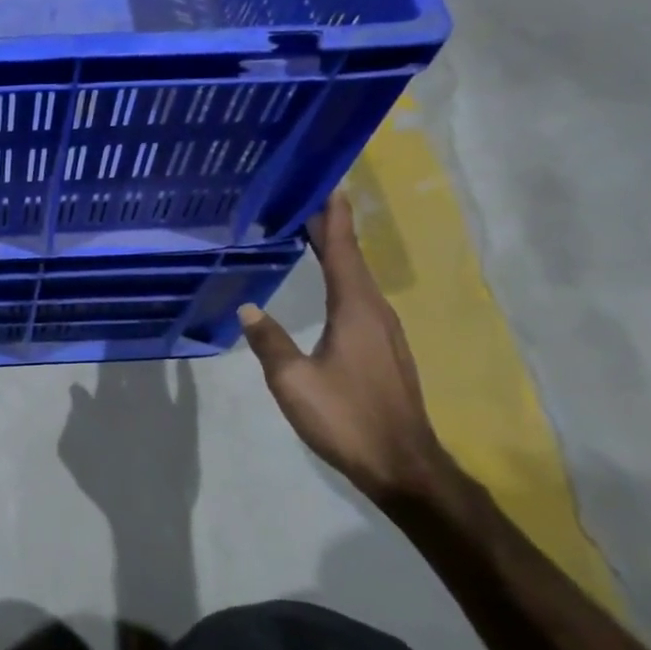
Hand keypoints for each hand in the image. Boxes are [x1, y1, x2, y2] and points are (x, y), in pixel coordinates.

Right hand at [238, 192, 445, 504]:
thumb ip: (270, 341)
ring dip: (337, 252)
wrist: (402, 465)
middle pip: (352, 259)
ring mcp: (384, 331)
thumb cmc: (346, 418)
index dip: (332, 218)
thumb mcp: (293, 381)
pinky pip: (360, 298)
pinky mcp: (384, 349)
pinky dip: (343, 277)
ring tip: (312, 233)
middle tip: (308, 200)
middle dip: (332, 228)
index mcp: (356, 310)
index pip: (341, 251)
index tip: (327, 185)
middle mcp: (375, 311)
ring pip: (358, 278)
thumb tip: (248, 307)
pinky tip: (329, 283)